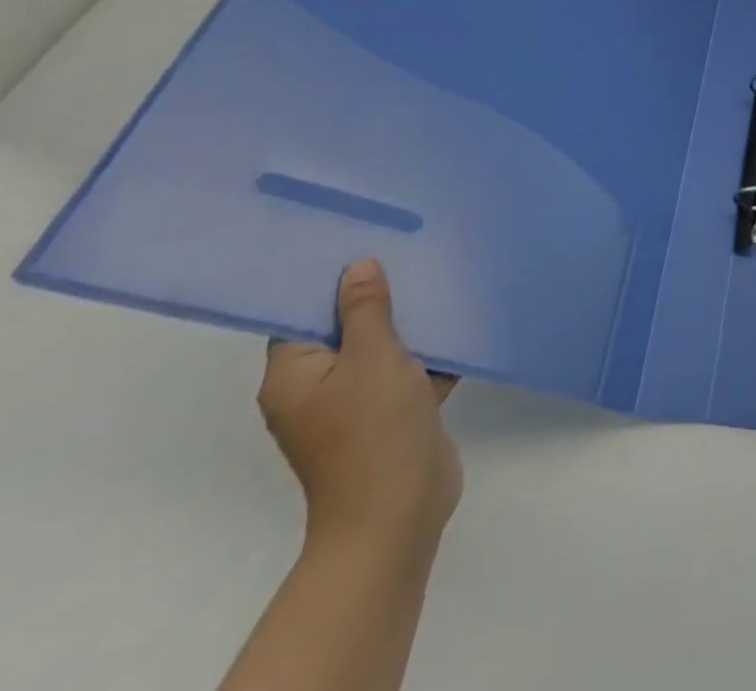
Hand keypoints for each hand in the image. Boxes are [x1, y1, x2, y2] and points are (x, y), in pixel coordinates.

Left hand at [257, 260, 462, 558]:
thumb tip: (357, 266)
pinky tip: (461, 322)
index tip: (364, 242)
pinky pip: (408, 371)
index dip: (329, 280)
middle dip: (379, 296)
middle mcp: (317, 388)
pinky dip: (430, 352)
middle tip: (410, 251)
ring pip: (382, 348)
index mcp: (294, 376)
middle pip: (345, 329)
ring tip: (440, 277)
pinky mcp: (392, 415)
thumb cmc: (373, 428)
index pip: (302, 315)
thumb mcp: (373, 356)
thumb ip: (366, 309)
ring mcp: (356, 405)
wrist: (398, 512)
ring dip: (410, 323)